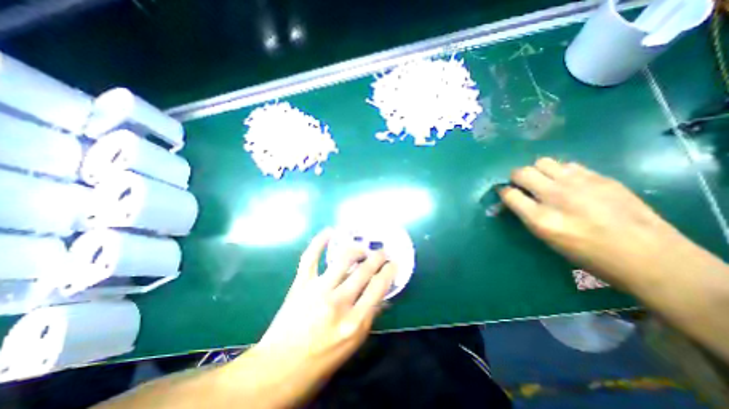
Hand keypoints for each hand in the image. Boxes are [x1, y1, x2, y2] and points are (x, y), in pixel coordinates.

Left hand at [239, 231, 395, 404]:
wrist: (278, 368)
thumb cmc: (320, 361)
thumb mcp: (352, 345)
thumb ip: (369, 317)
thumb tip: (382, 298)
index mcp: (354, 322)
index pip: (379, 287)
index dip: (389, 271)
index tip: (393, 263)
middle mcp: (338, 302)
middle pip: (365, 270)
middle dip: (378, 257)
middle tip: (382, 252)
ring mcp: (318, 289)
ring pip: (343, 258)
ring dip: (357, 249)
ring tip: (362, 248)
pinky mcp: (301, 283)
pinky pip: (311, 257)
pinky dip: (319, 241)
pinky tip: (329, 231)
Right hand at [499, 159, 690, 288]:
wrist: (648, 255)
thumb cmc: (588, 254)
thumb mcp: (547, 239)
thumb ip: (527, 216)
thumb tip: (514, 201)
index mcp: (540, 218)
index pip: (508, 194)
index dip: (503, 192)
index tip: (506, 193)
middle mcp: (555, 196)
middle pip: (521, 172)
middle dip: (516, 177)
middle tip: (522, 185)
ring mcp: (579, 183)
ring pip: (542, 162)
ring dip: (537, 171)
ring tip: (545, 181)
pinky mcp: (599, 177)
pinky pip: (568, 165)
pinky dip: (561, 172)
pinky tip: (569, 183)